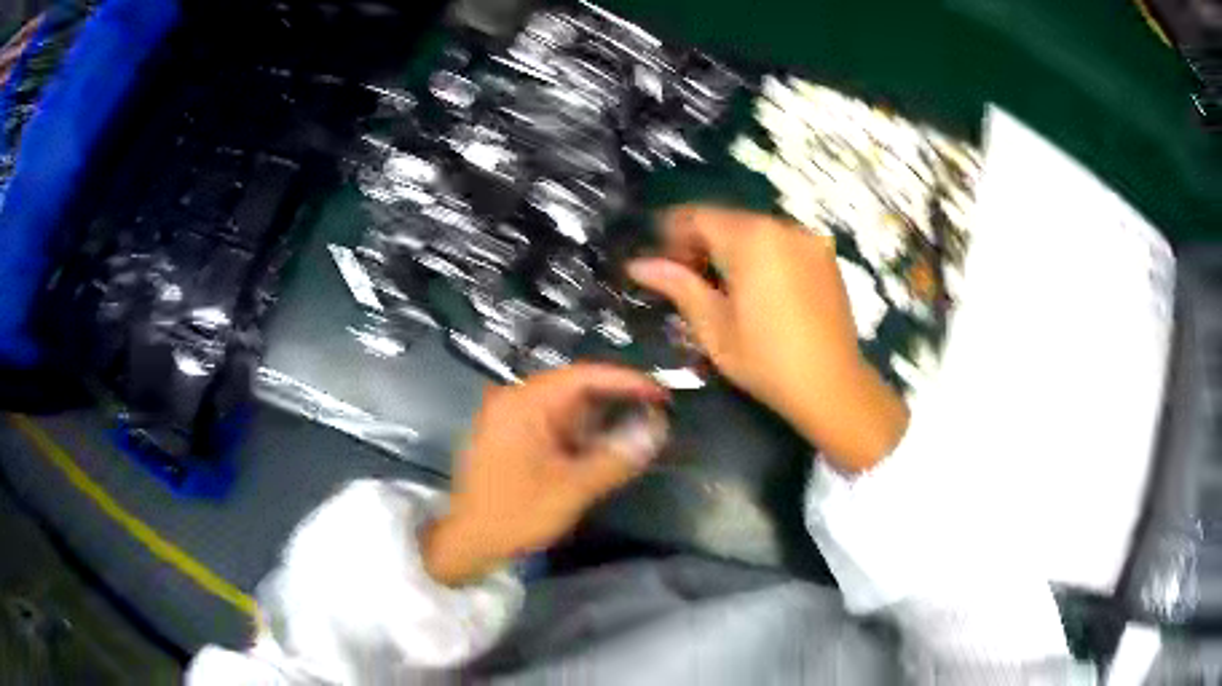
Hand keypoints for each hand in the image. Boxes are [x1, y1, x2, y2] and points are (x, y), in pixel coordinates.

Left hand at [423, 364, 667, 585]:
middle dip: (615, 401)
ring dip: (599, 420)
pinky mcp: (510, 438)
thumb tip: (657, 429)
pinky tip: (602, 448)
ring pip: (565, 409)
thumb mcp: (572, 488)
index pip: (583, 376)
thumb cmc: (516, 513)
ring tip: (637, 430)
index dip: (625, 381)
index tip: (660, 393)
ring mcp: (510, 419)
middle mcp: (514, 401)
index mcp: (524, 403)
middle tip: (655, 413)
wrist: (468, 543)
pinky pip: (552, 425)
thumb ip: (616, 456)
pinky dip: (580, 435)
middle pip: (574, 389)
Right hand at [626, 205, 907, 470]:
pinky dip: (761, 255)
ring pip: (756, 231)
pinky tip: (756, 288)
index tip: (658, 261)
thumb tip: (639, 264)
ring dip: (731, 249)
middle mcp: (782, 227)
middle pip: (728, 221)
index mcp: (751, 239)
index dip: (672, 233)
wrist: (832, 385)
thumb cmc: (766, 360)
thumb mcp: (714, 327)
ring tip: (719, 285)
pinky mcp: (825, 257)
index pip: (699, 217)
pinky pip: (782, 243)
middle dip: (701, 242)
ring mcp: (809, 240)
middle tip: (684, 277)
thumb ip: (678, 286)